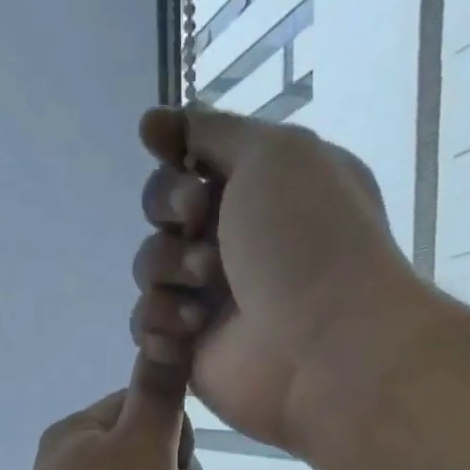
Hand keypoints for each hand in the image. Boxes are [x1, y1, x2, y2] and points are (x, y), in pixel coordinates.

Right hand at [130, 105, 421, 453]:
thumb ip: (212, 131)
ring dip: (167, 273)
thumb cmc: (307, 240)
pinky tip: (188, 335)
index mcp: (264, 190)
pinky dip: (160, 325)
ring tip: (204, 296)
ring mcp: (212, 297)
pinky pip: (147, 324)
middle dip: (168, 212)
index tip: (167, 151)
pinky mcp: (191, 347)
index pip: (193, 162)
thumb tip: (152, 122)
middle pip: (162, 212)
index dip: (174, 158)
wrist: (323, 347)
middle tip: (195, 225)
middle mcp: (237, 240)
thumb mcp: (273, 154)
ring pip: (149, 268)